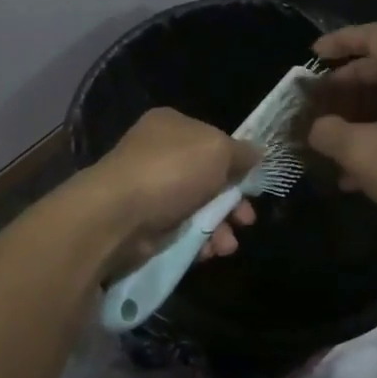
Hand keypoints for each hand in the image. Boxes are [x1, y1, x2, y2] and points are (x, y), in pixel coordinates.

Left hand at [78, 108, 258, 272]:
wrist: (119, 215)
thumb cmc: (171, 171)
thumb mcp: (217, 150)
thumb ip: (241, 152)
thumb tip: (257, 154)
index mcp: (171, 125)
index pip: (212, 139)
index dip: (235, 162)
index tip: (253, 184)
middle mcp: (158, 153)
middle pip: (208, 177)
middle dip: (233, 202)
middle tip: (247, 220)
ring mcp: (150, 189)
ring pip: (198, 208)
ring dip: (220, 226)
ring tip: (227, 244)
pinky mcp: (145, 223)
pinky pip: (182, 230)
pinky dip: (200, 241)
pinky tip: (210, 252)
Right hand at [305, 23, 376, 241]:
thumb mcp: (360, 151)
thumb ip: (328, 132)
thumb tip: (317, 129)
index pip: (376, 36)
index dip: (341, 40)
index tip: (314, 56)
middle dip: (347, 82)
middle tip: (321, 100)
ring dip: (360, 113)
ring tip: (332, 136)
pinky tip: (355, 171)